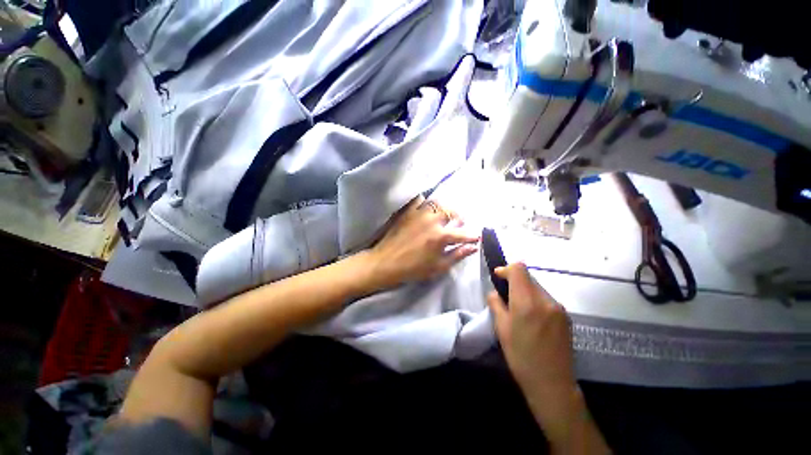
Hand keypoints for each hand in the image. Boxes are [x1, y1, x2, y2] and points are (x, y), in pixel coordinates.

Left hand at [367, 197, 479, 289]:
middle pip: (452, 212)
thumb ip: (457, 255)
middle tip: (459, 224)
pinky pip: (419, 200)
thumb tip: (473, 247)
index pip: (463, 233)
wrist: (386, 262)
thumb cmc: (413, 268)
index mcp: (441, 236)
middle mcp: (432, 220)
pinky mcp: (407, 211)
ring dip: (445, 208)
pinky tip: (426, 209)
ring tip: (444, 215)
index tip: (476, 237)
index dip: (472, 236)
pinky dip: (426, 202)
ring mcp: (419, 213)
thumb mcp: (438, 266)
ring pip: (437, 203)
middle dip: (459, 218)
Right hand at [487, 264, 578, 429]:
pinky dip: (535, 299)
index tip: (498, 277)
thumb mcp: (501, 329)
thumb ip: (496, 304)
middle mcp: (545, 300)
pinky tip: (532, 317)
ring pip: (538, 287)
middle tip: (505, 295)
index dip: (506, 269)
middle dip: (515, 280)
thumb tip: (494, 292)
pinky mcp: (565, 316)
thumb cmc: (521, 356)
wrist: (552, 384)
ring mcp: (558, 308)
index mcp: (527, 302)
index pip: (519, 269)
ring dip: (525, 290)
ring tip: (518, 308)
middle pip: (528, 277)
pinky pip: (546, 298)